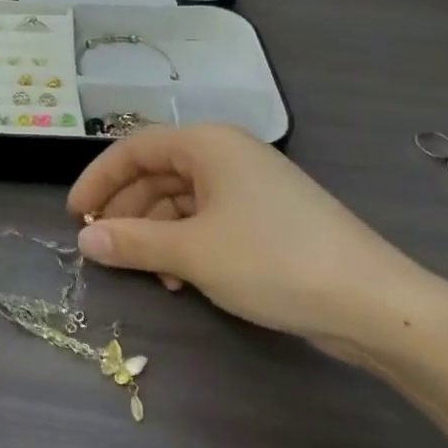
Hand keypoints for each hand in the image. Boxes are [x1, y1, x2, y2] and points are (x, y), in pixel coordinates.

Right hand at [67, 125, 435, 357]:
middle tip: (104, 248)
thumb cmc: (272, 261)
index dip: (98, 180)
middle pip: (157, 173)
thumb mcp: (192, 253)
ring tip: (146, 271)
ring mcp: (250, 187)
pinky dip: (185, 244)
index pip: (134, 149)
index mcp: (208, 144)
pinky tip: (181, 279)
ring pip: (182, 200)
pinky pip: (208, 221)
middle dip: (127, 211)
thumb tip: (84, 240)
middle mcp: (227, 156)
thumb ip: (132, 243)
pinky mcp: (267, 219)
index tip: (75, 216)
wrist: (372, 302)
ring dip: (155, 233)